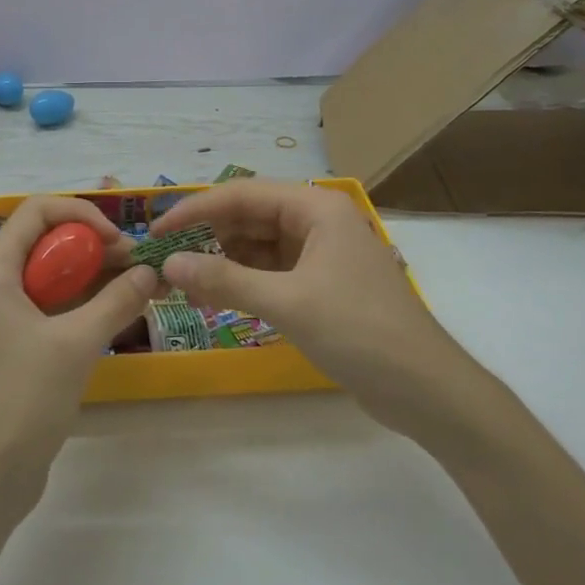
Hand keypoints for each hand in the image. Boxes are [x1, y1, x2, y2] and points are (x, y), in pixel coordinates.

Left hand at [0, 196, 157, 515]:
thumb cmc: (22, 399)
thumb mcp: (75, 344)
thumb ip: (116, 301)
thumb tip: (150, 271)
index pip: (36, 212)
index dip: (80, 213)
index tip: (117, 239)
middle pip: (47, 243)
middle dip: (94, 247)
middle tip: (138, 265)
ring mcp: (4, 319)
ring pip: (53, 278)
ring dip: (94, 277)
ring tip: (140, 286)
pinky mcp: (17, 347)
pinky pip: (53, 309)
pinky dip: (85, 305)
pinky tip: (121, 314)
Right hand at [155, 181, 467, 437]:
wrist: (427, 390)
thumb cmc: (360, 332)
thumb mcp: (287, 303)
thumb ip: (225, 280)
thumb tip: (170, 264)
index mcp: (316, 207)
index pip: (243, 194)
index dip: (196, 209)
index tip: (157, 232)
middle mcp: (318, 220)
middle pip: (250, 216)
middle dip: (208, 235)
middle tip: (166, 259)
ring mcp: (322, 253)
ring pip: (258, 244)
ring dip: (223, 259)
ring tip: (184, 280)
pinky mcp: (322, 283)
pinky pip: (272, 270)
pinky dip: (244, 280)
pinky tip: (216, 295)